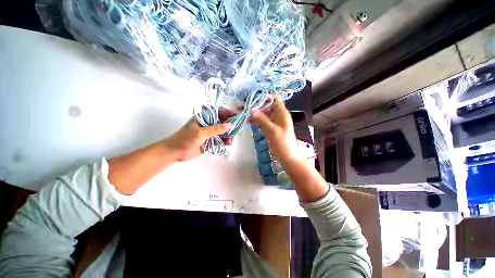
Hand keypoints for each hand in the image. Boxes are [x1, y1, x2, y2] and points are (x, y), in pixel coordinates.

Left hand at [164, 108, 234, 161]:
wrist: (175, 152)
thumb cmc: (186, 139)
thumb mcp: (201, 133)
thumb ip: (216, 129)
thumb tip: (230, 125)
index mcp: (204, 118)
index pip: (218, 112)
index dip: (228, 113)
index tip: (237, 116)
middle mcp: (208, 124)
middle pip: (222, 122)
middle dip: (230, 126)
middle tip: (237, 130)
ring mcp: (209, 133)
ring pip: (222, 132)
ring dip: (228, 135)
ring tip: (230, 140)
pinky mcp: (210, 141)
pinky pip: (220, 140)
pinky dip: (224, 141)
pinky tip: (227, 144)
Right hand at [250, 95, 300, 163]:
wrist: (287, 156)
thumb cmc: (283, 143)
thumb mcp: (272, 130)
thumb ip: (262, 119)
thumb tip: (251, 109)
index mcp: (282, 113)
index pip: (275, 99)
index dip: (265, 96)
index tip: (253, 97)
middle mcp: (277, 115)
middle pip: (267, 106)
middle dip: (256, 105)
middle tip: (244, 106)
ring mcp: (273, 122)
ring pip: (263, 114)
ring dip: (254, 113)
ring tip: (243, 113)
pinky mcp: (270, 128)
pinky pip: (262, 121)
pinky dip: (255, 120)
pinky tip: (247, 121)